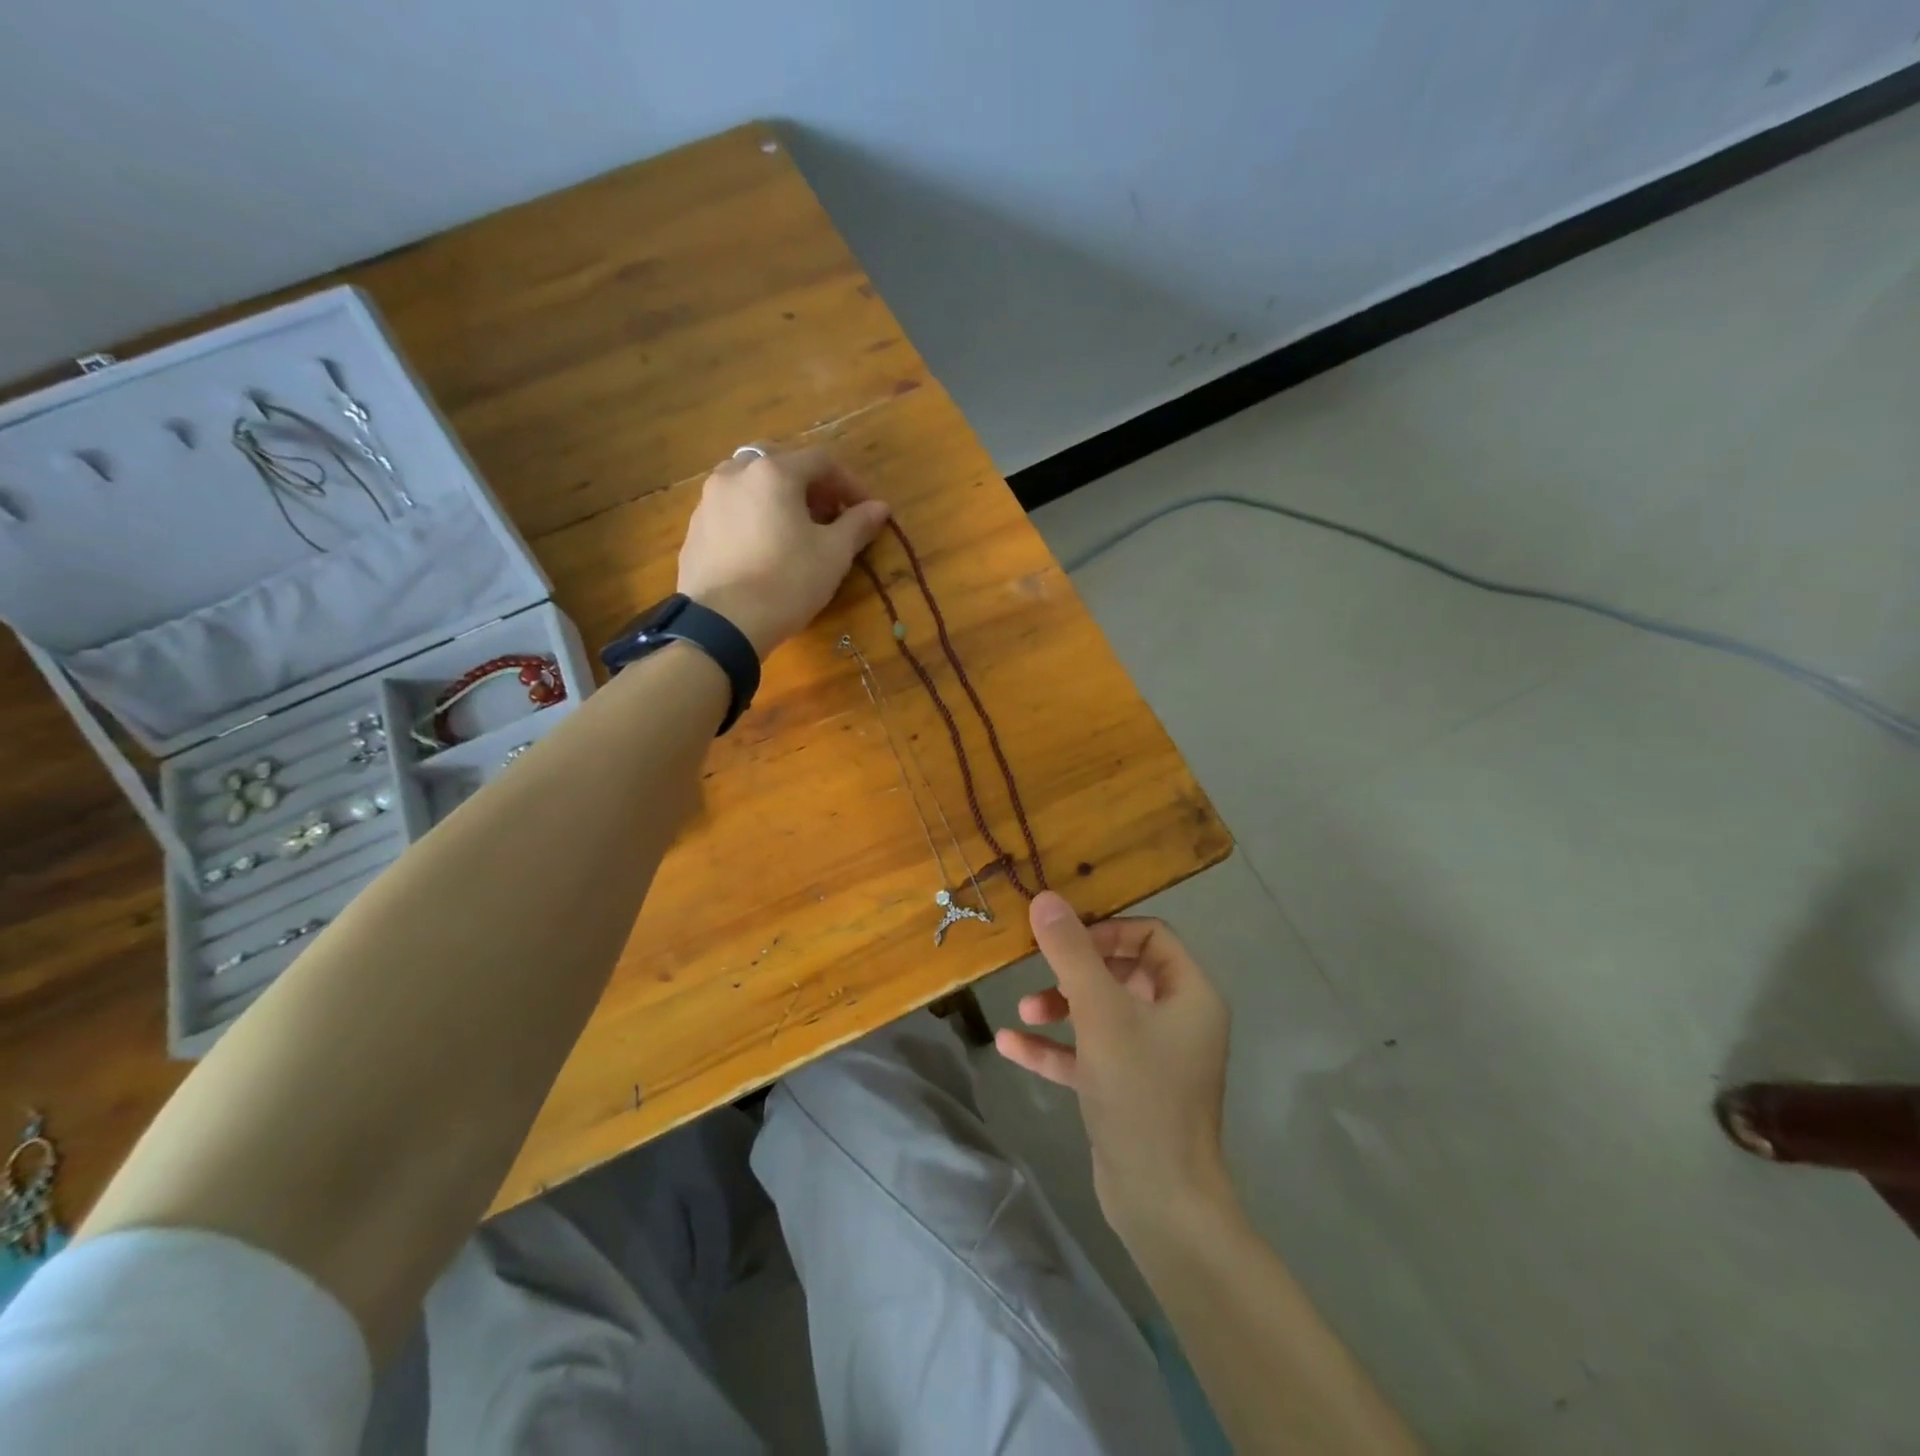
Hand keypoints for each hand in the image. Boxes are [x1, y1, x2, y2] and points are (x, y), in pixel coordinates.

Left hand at [676, 447, 890, 656]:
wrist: (722, 623)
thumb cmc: (787, 582)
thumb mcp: (834, 554)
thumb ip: (858, 524)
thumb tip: (880, 508)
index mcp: (774, 472)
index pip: (821, 461)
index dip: (850, 484)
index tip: (866, 511)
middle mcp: (736, 474)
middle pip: (781, 463)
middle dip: (810, 485)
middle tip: (828, 516)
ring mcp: (709, 500)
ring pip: (751, 484)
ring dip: (779, 498)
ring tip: (795, 532)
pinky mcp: (694, 529)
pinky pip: (732, 509)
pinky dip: (754, 516)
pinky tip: (764, 549)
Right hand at [997, 892, 1232, 1241]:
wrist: (1161, 1202)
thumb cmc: (1140, 1092)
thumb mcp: (1101, 1013)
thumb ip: (1072, 953)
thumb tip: (1046, 899)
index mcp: (1189, 994)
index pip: (1151, 936)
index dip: (1107, 930)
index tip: (1067, 940)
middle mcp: (1177, 1020)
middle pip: (1123, 972)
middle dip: (1076, 970)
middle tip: (1042, 971)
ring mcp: (1152, 1058)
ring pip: (1102, 1013)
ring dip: (1061, 1006)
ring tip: (1024, 1008)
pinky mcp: (1127, 1090)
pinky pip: (1089, 1054)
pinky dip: (1055, 1047)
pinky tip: (1011, 1044)